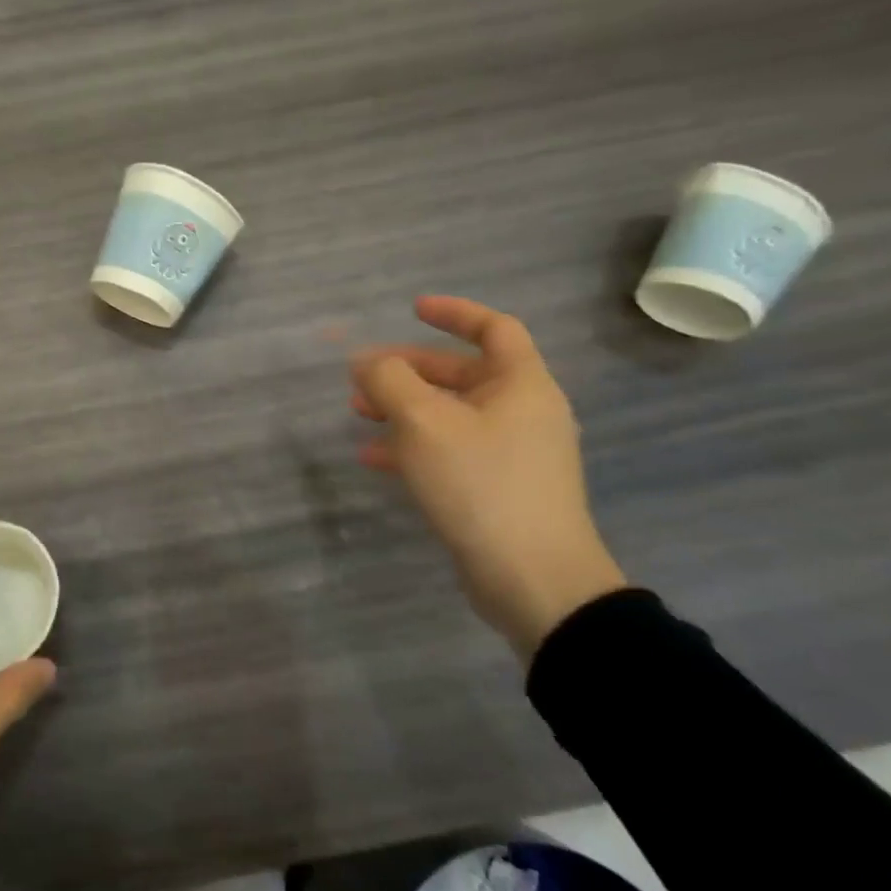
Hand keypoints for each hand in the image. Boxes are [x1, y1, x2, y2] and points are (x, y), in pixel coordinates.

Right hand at [351, 296, 626, 660]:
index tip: (412, 309)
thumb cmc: (481, 484)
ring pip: (449, 413)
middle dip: (408, 369)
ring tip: (357, 412)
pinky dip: (412, 445)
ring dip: (402, 407)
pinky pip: (449, 450)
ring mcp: (511, 453)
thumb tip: (367, 361)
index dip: (454, 313)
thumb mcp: (424, 423)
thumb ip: (389, 381)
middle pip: (462, 373)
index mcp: (522, 386)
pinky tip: (373, 456)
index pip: (494, 328)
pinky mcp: (496, 488)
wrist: (534, 581)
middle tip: (362, 375)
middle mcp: (522, 413)